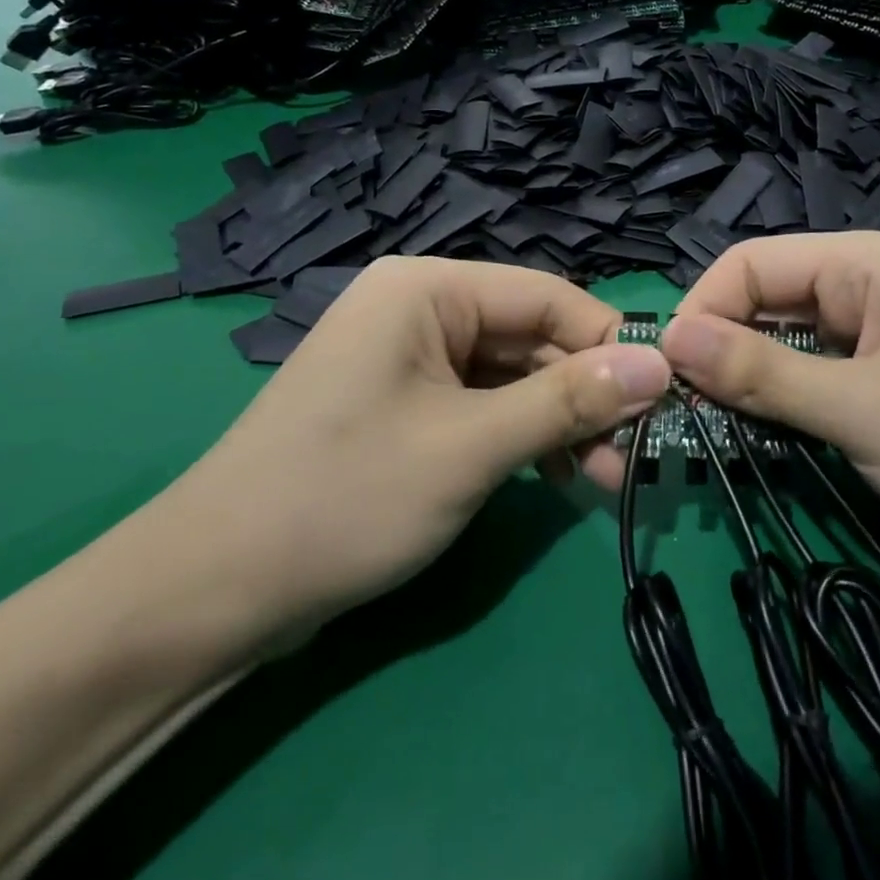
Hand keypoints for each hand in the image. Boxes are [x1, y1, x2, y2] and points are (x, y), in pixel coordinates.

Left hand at [150, 257, 672, 642]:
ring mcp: (411, 361)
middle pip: (531, 338)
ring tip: (604, 481)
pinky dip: (522, 440)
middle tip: (635, 458)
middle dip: (585, 395)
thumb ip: (568, 401)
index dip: (609, 341)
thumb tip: (659, 366)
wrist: (215, 589)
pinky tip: (556, 479)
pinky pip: (483, 407)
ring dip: (559, 423)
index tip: (664, 396)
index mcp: (427, 289)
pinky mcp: (406, 407)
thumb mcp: (472, 446)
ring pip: (512, 378)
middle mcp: (420, 310)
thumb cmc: (346, 497)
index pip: (547, 296)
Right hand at [657, 233, 879, 560]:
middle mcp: (868, 284)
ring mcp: (879, 332)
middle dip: (720, 343)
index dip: (702, 308)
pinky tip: (759, 429)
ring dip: (747, 375)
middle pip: (765, 296)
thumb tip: (666, 338)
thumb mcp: (861, 410)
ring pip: (785, 338)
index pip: (751, 261)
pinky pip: (812, 372)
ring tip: (709, 420)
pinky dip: (780, 396)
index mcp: (867, 262)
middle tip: (681, 406)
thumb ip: (760, 372)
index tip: (667, 372)